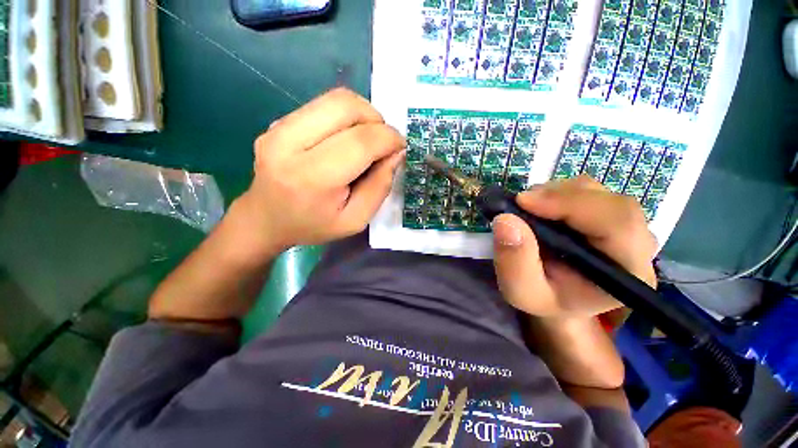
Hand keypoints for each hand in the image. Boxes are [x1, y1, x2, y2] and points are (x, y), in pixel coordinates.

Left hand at [232, 88, 405, 256]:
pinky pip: (323, 104)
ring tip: (368, 139)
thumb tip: (396, 153)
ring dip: (364, 114)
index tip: (401, 148)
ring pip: (336, 99)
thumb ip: (380, 186)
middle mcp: (289, 143)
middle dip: (377, 121)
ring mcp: (279, 127)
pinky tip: (348, 137)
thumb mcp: (356, 220)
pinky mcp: (279, 121)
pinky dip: (347, 116)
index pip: (360, 141)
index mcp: (312, 177)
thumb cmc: (314, 225)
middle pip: (346, 107)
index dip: (389, 139)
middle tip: (384, 143)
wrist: (266, 219)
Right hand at [492, 176, 657, 317]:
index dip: (572, 205)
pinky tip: (540, 208)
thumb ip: (514, 261)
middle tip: (520, 203)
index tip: (523, 202)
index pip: (617, 224)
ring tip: (528, 209)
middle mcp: (637, 245)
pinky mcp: (607, 214)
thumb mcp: (520, 290)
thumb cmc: (542, 298)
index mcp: (626, 272)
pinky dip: (557, 192)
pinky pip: (586, 190)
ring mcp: (625, 226)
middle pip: (610, 201)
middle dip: (560, 196)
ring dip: (556, 193)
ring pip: (597, 191)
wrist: (556, 297)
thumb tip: (506, 220)